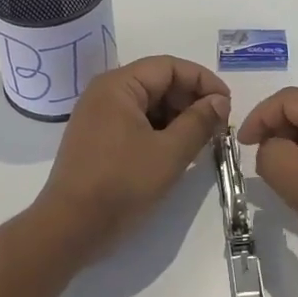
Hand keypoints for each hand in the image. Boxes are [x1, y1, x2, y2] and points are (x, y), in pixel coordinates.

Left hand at [38, 55, 230, 259]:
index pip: (169, 67)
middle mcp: (105, 93)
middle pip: (158, 82)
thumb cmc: (121, 184)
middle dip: (191, 100)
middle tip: (218, 125)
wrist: (70, 229)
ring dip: (177, 117)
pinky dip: (159, 130)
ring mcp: (98, 116)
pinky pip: (135, 122)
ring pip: (148, 104)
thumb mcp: (169, 153)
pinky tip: (177, 150)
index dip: (202, 81)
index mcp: (118, 86)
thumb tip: (220, 101)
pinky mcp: (97, 138)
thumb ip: (199, 122)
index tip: (227, 104)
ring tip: (201, 140)